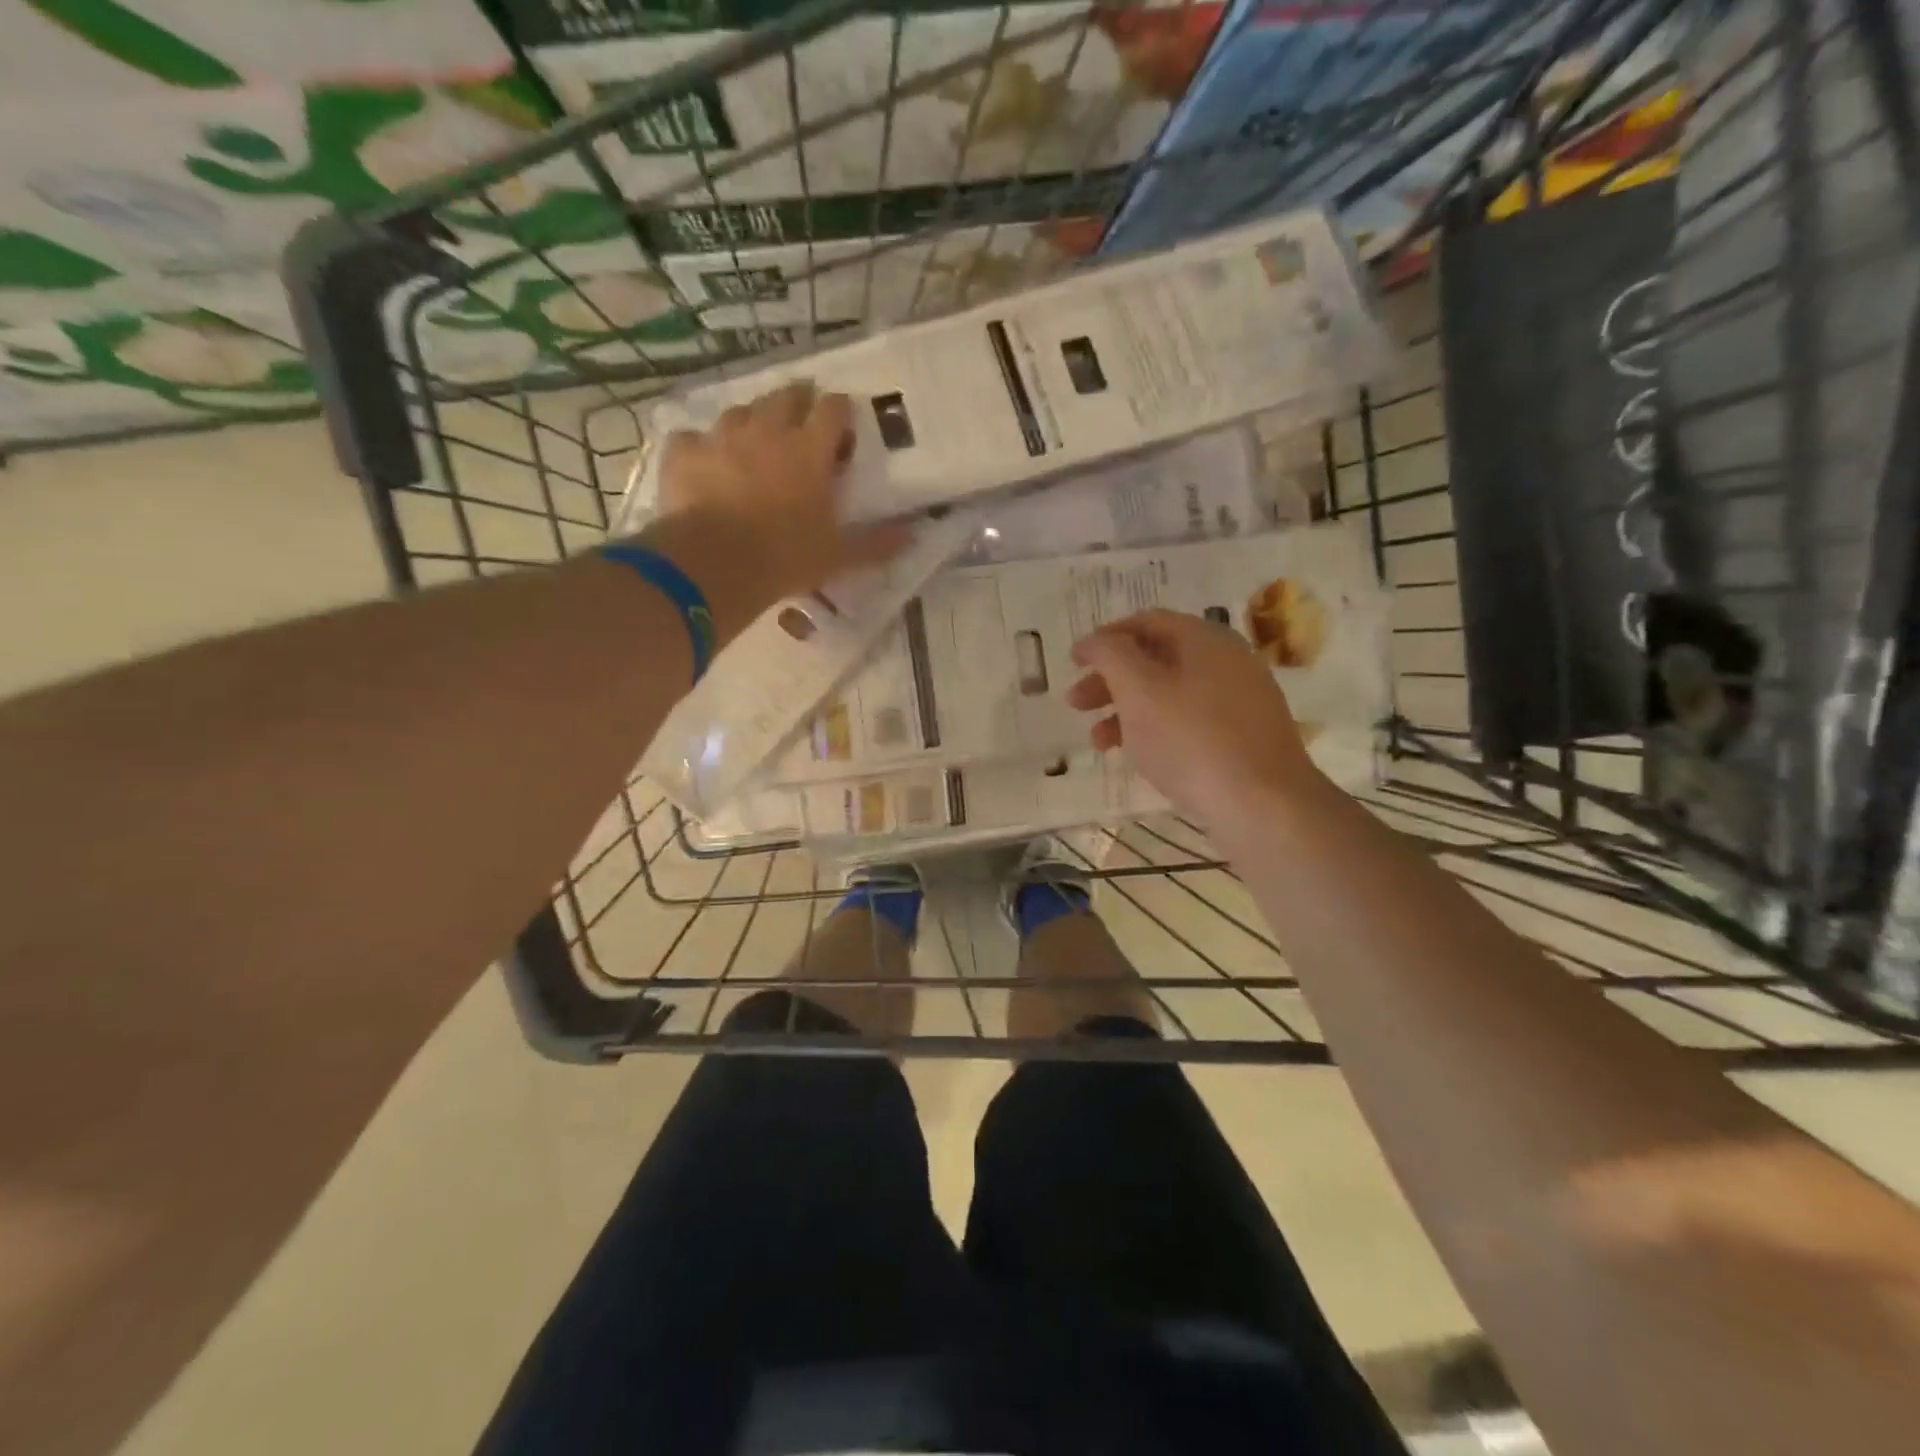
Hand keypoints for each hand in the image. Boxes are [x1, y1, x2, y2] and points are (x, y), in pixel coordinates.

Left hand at [648, 381, 908, 634]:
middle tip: (801, 420)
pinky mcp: (684, 452)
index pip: (833, 409)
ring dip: (751, 420)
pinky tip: (704, 462)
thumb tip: (914, 533)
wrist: (716, 564)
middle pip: (786, 396)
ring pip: (740, 411)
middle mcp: (768, 431)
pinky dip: (701, 446)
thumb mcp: (838, 556)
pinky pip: (693, 437)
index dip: (839, 411)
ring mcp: (722, 436)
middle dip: (797, 401)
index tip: (842, 424)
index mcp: (810, 450)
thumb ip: (876, 543)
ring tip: (754, 440)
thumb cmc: (786, 557)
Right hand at [1068, 609, 1324, 829]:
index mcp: (1204, 639)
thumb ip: (1110, 656)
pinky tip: (1141, 756)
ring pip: (1170, 694)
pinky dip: (1157, 730)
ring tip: (1098, 742)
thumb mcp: (1139, 691)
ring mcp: (1240, 700)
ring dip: (1127, 711)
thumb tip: (1093, 641)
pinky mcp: (1244, 737)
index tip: (1073, 662)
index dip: (1105, 638)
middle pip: (1156, 658)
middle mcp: (1227, 661)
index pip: (1146, 622)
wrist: (1263, 804)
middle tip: (1076, 704)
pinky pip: (1190, 721)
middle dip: (1110, 679)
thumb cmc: (1191, 740)